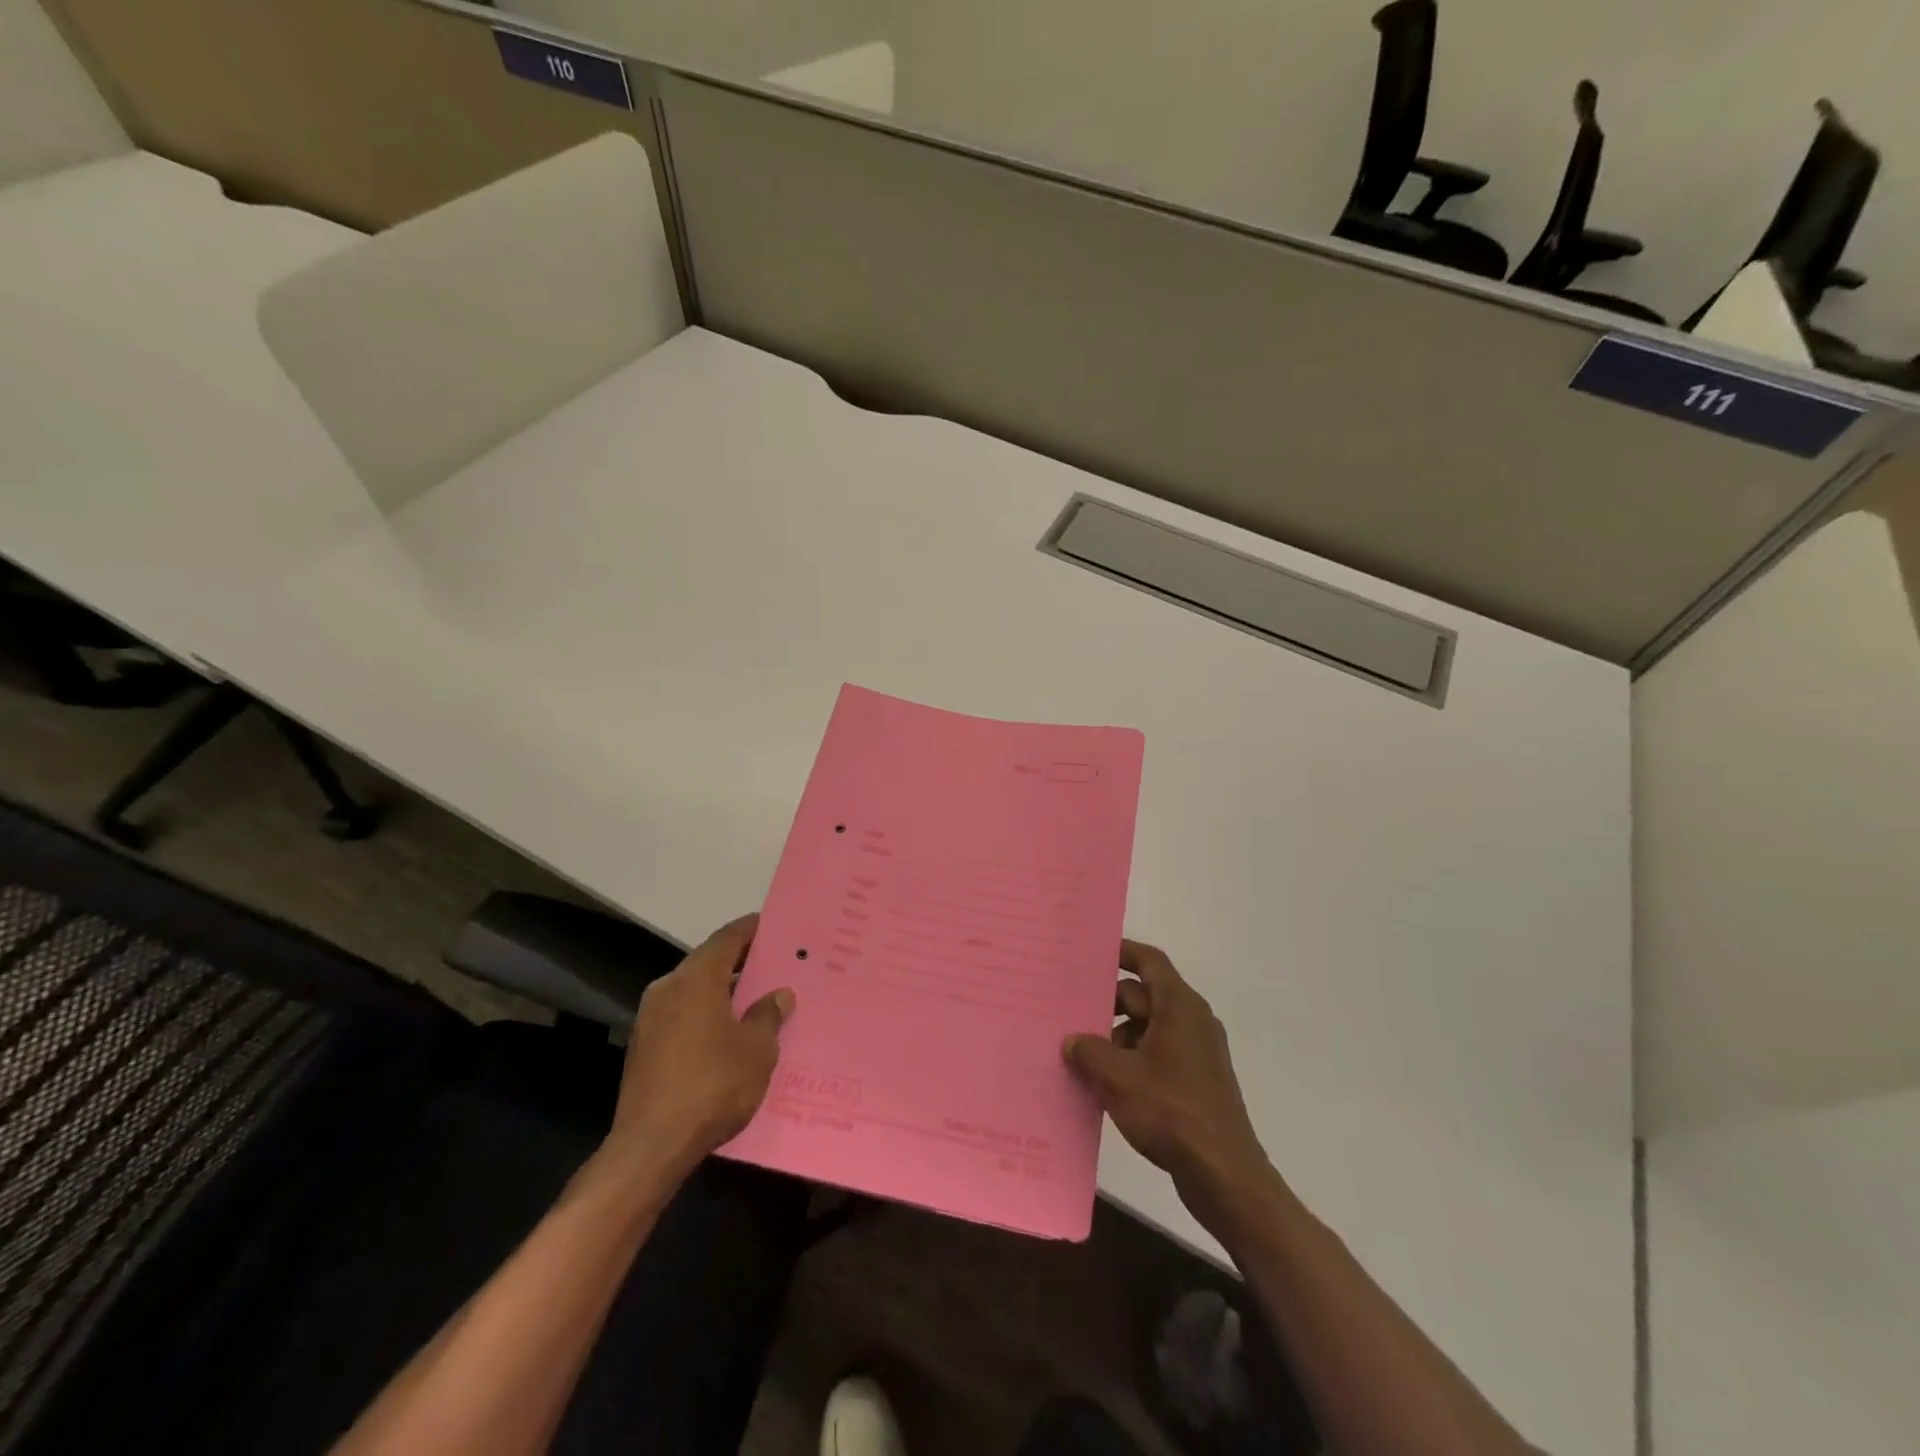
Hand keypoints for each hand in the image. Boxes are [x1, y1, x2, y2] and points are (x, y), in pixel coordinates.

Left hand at [608, 913, 793, 1177]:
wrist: (652, 1146)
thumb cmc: (713, 1085)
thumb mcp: (757, 1049)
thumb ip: (768, 1015)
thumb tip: (778, 994)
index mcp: (696, 978)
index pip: (727, 939)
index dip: (751, 930)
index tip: (772, 926)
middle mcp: (668, 988)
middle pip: (708, 963)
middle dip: (740, 963)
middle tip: (773, 966)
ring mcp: (650, 1019)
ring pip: (694, 991)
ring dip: (722, 992)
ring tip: (755, 1001)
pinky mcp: (643, 1047)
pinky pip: (682, 1016)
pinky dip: (705, 1015)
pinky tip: (728, 1035)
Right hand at [1062, 941, 1274, 1221]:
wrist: (1224, 1175)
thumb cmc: (1171, 1112)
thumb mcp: (1118, 1078)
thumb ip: (1088, 1051)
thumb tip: (1071, 1040)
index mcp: (1179, 1007)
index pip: (1150, 961)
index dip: (1122, 952)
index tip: (1091, 954)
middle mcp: (1192, 1021)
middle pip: (1144, 996)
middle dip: (1107, 1003)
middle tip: (1069, 1009)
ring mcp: (1196, 1053)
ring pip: (1148, 1028)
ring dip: (1115, 1036)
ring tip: (1079, 1052)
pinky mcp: (1195, 1082)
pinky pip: (1156, 1055)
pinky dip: (1131, 1060)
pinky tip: (1103, 1082)